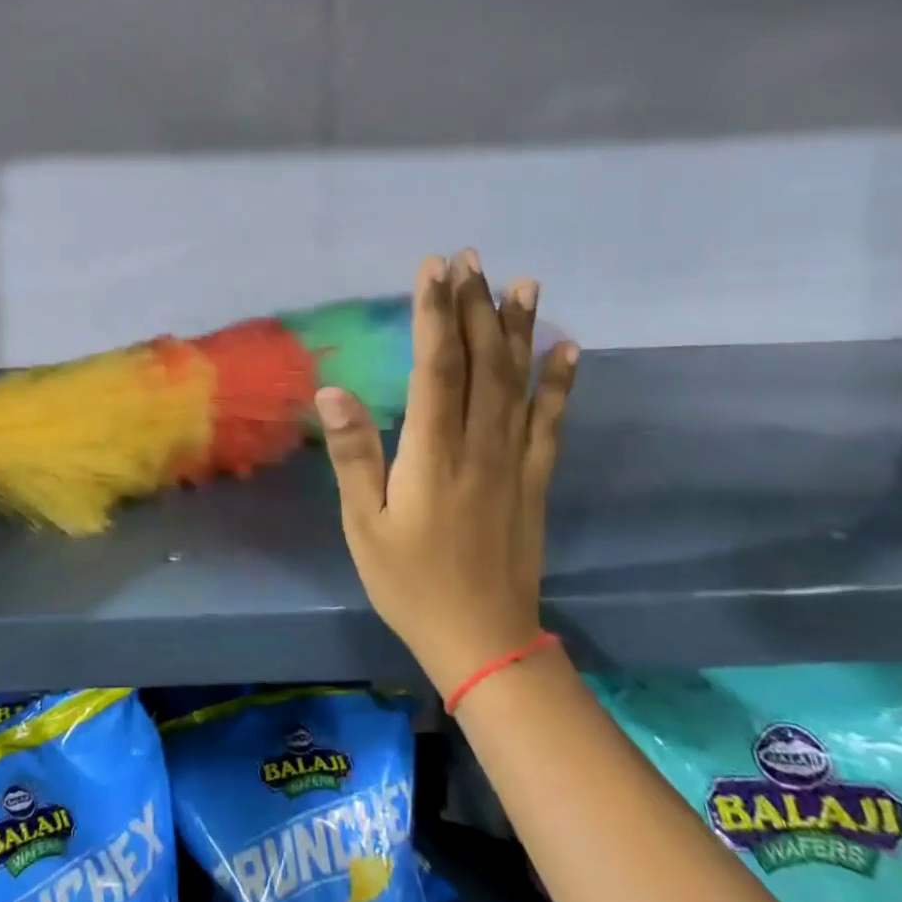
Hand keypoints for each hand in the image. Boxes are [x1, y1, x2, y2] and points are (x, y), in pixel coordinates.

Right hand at [317, 252, 577, 698]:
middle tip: (471, 258)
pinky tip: (569, 349)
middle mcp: (479, 445)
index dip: (435, 314)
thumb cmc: (411, 583)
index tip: (434, 269)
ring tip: (521, 283)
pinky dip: (561, 383)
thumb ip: (354, 455)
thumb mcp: (365, 525)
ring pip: (518, 381)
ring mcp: (514, 460)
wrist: (484, 642)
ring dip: (518, 329)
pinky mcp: (535, 479)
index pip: (437, 367)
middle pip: (481, 362)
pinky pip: (550, 422)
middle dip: (473, 306)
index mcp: (434, 452)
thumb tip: (333, 391)